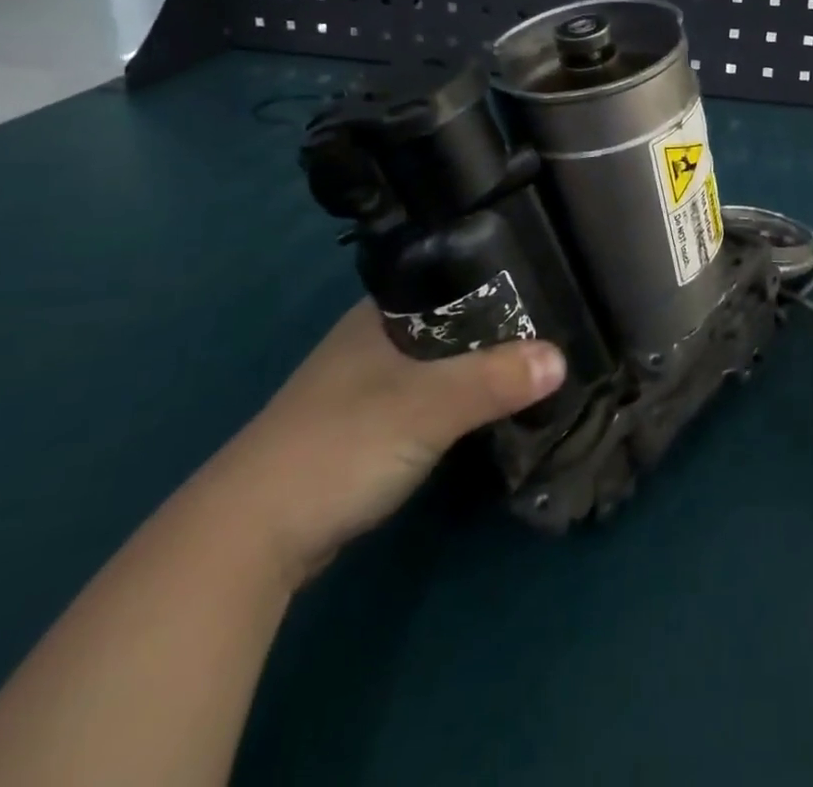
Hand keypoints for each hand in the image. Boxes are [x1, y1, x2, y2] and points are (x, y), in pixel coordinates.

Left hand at [200, 301, 565, 587]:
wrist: (251, 534)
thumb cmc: (342, 443)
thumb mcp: (428, 406)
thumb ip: (494, 380)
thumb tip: (561, 358)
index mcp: (380, 312)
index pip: (450, 277)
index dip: (497, 281)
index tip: (546, 287)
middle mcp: (372, 339)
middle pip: (449, 322)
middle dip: (495, 330)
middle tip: (552, 332)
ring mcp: (364, 386)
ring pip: (437, 363)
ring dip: (476, 368)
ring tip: (533, 366)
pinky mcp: (364, 429)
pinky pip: (425, 399)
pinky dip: (456, 401)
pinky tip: (486, 409)